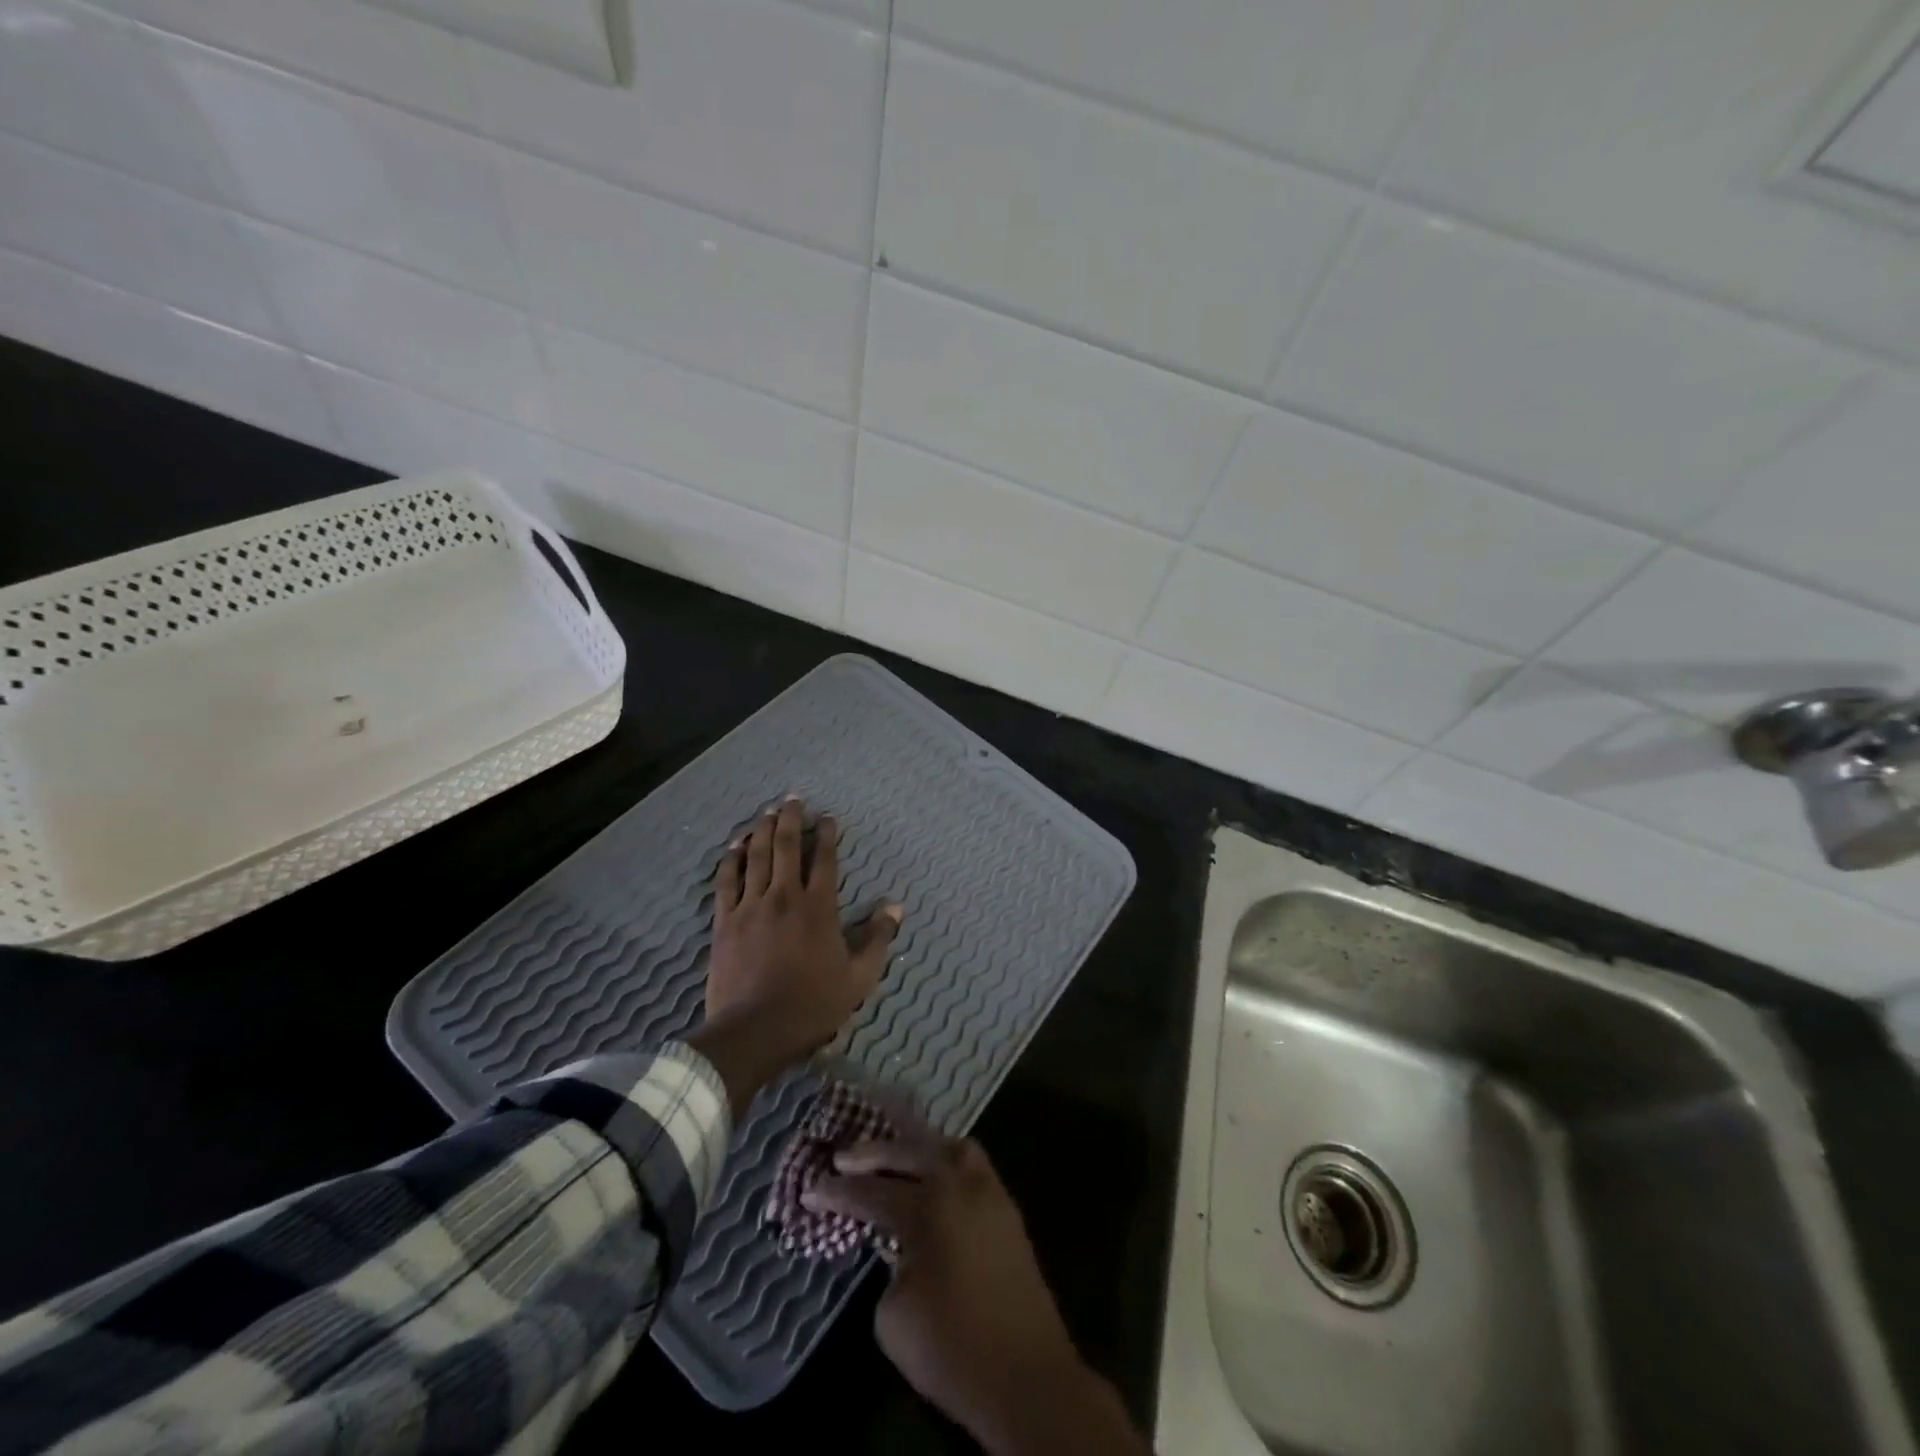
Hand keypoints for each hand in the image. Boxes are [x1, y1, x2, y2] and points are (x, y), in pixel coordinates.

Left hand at [689, 797, 900, 1113]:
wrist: (755, 1030)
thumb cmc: (813, 1004)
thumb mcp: (859, 977)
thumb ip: (878, 938)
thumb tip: (895, 907)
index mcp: (819, 907)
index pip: (824, 859)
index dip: (827, 834)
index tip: (827, 817)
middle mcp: (784, 896)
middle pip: (786, 846)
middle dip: (791, 818)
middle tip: (793, 799)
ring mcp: (751, 906)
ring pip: (756, 856)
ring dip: (761, 829)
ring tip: (767, 811)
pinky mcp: (724, 921)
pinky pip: (726, 881)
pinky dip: (731, 859)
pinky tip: (734, 846)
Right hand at [805, 1125, 1148, 1455]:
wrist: (1026, 1376)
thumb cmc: (952, 1349)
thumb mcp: (894, 1316)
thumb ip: (890, 1264)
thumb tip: (899, 1248)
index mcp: (929, 1206)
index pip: (872, 1191)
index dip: (838, 1191)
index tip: (811, 1187)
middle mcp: (960, 1184)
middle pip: (911, 1150)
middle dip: (873, 1153)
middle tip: (843, 1157)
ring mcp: (990, 1191)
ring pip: (948, 1146)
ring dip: (917, 1146)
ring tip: (892, 1153)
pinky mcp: (1008, 1209)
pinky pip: (972, 1164)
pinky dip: (946, 1159)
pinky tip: (932, 1173)